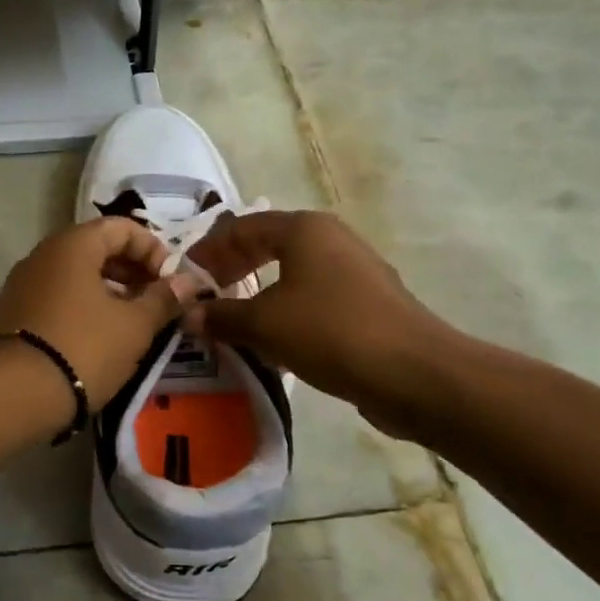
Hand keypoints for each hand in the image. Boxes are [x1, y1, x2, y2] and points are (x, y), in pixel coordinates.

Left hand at [0, 217, 200, 410]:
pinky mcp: (13, 311)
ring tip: (130, 322)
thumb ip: (163, 299)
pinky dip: (82, 305)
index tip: (169, 281)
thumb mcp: (134, 326)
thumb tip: (188, 281)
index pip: (121, 227)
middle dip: (131, 269)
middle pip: (96, 247)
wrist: (14, 393)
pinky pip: (56, 294)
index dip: (152, 249)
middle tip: (154, 301)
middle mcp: (43, 253)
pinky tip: (98, 336)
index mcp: (73, 244)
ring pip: (75, 273)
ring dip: (108, 290)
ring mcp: (24, 282)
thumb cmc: (84, 348)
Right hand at [183, 211, 457, 438]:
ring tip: (234, 318)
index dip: (208, 250)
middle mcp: (330, 239)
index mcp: (303, 229)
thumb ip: (221, 316)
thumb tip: (190, 315)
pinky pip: (314, 296)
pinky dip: (287, 310)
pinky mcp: (368, 302)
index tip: (186, 277)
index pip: (241, 227)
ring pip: (292, 272)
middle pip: (268, 244)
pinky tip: (274, 341)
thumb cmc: (330, 331)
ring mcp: (354, 270)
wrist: (414, 373)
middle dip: (233, 268)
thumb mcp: (263, 324)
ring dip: (259, 292)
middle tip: (207, 295)